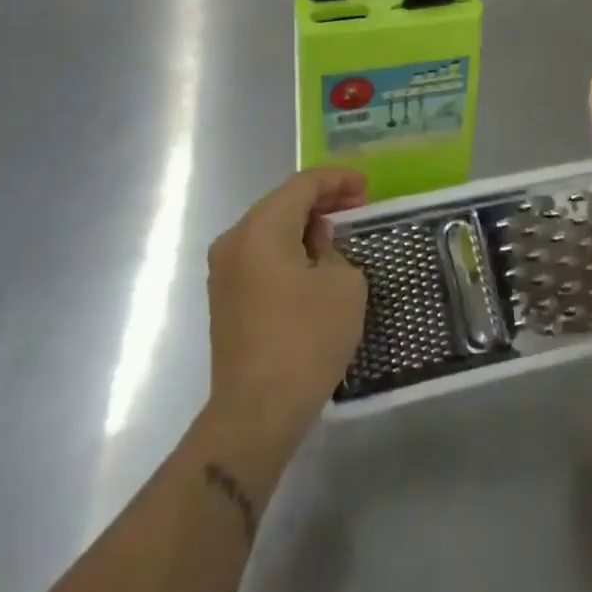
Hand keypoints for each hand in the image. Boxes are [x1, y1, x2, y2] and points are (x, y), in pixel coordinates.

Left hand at [206, 170, 368, 448]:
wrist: (256, 412)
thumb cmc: (306, 338)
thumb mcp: (344, 284)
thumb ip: (334, 249)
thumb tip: (317, 244)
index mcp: (261, 227)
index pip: (303, 184)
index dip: (338, 180)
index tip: (367, 188)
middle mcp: (234, 240)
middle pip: (282, 203)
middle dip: (321, 201)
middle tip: (357, 207)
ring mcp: (224, 271)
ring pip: (269, 230)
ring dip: (303, 226)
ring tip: (338, 234)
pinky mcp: (225, 299)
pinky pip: (260, 256)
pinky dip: (288, 249)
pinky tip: (313, 264)